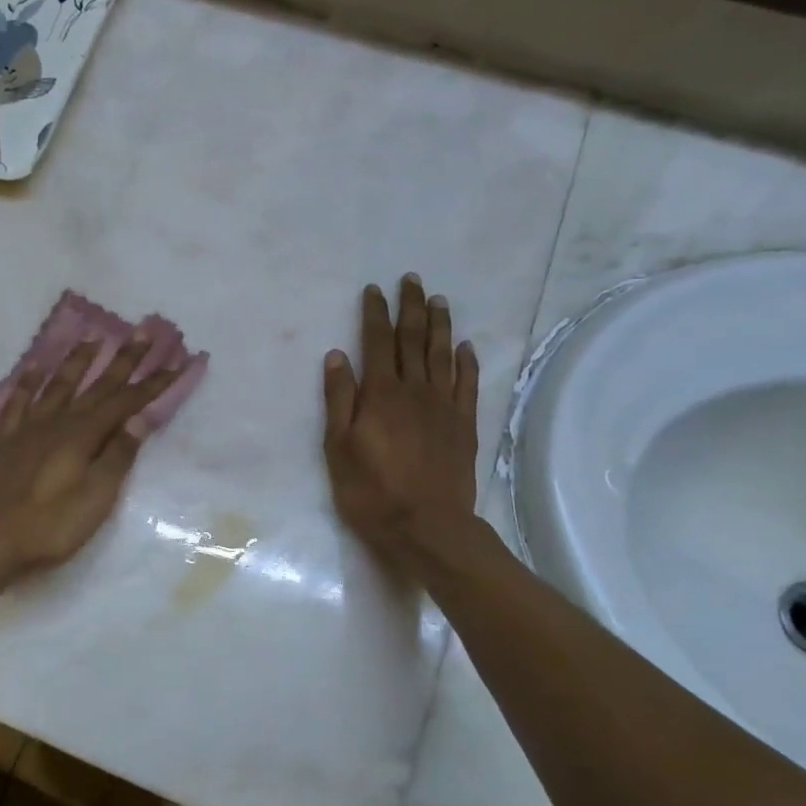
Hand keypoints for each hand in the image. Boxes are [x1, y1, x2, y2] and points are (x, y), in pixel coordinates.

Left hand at [0, 334, 183, 576]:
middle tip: (143, 332)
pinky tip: (34, 367)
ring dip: (77, 360)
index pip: (125, 403)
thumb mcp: (97, 496)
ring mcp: (29, 429)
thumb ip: (118, 455)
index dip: (152, 384)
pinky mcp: (6, 441)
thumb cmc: (53, 525)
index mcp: (83, 435)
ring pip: (58, 385)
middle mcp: (58, 422)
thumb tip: (140, 417)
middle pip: (97, 386)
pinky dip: (27, 382)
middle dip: (123, 359)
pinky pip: (18, 402)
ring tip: (92, 337)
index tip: (176, 362)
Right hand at [323, 275, 480, 568]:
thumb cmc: (371, 490)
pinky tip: (466, 347)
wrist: (426, 526)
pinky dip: (467, 362)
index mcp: (380, 394)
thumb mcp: (338, 447)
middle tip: (411, 280)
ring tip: (438, 300)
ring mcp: (444, 406)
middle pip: (414, 340)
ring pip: (443, 355)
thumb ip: (339, 400)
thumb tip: (337, 356)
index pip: (377, 343)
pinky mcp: (463, 424)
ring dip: (440, 325)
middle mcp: (415, 391)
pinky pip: (467, 384)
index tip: (374, 290)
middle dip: (410, 307)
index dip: (375, 314)